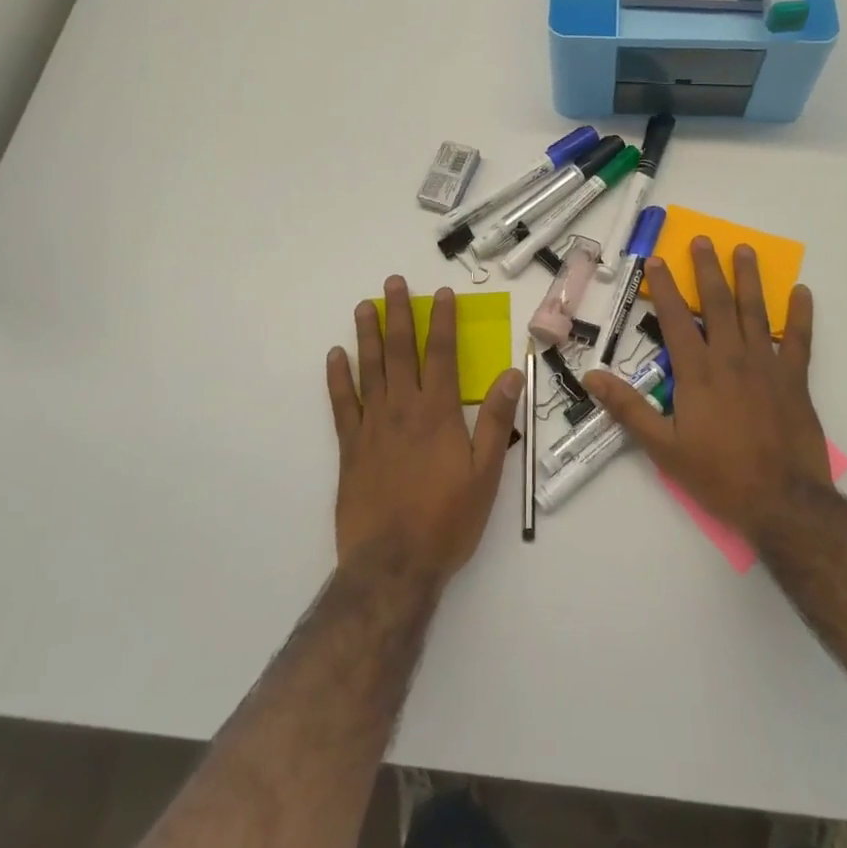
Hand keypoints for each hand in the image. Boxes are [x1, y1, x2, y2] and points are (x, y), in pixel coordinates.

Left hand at [327, 278, 523, 582]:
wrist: (393, 564)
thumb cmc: (447, 520)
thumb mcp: (485, 473)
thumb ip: (495, 420)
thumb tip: (511, 374)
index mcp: (437, 413)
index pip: (440, 354)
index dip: (441, 321)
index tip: (441, 294)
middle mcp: (402, 410)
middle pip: (399, 352)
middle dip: (399, 314)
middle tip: (393, 283)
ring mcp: (371, 426)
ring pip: (368, 369)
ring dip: (367, 335)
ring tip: (364, 306)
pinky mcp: (349, 448)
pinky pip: (341, 404)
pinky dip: (337, 378)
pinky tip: (335, 357)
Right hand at [584, 238, 831, 542]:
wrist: (782, 501)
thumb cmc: (718, 475)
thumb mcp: (663, 448)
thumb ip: (628, 409)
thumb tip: (592, 376)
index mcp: (697, 372)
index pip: (674, 319)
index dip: (663, 288)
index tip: (657, 261)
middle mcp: (731, 358)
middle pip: (717, 303)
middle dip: (707, 269)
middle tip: (703, 240)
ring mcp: (767, 365)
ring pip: (755, 311)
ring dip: (749, 278)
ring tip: (744, 250)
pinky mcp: (795, 379)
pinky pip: (800, 340)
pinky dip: (801, 314)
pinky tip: (802, 292)